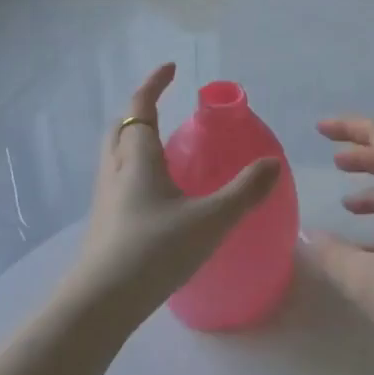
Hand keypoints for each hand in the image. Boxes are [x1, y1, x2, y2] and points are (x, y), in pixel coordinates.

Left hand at [66, 63, 280, 320]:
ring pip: (115, 157)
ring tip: (165, 151)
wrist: (100, 306)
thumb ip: (245, 191)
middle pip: (120, 129)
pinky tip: (157, 197)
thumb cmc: (154, 251)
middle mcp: (116, 172)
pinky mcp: (104, 226)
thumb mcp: (210, 220)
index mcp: (137, 159)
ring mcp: (105, 200)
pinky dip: (135, 172)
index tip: (170, 68)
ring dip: (134, 142)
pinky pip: (118, 183)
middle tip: (163, 108)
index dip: (154, 84)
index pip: (140, 108)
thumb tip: (273, 163)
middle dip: (139, 112)